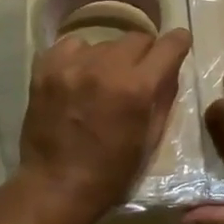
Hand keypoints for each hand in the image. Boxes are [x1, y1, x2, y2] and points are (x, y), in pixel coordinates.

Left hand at [18, 27, 192, 223]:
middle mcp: (106, 68)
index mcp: (137, 88)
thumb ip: (165, 97)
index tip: (178, 45)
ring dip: (111, 58)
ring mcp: (72, 65)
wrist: (55, 186)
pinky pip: (72, 45)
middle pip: (137, 37)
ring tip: (103, 81)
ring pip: (105, 42)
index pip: (168, 45)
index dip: (178, 43)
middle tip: (137, 74)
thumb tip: (170, 68)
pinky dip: (81, 56)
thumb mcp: (151, 138)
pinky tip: (79, 76)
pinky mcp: (46, 68)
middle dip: (144, 53)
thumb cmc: (111, 172)